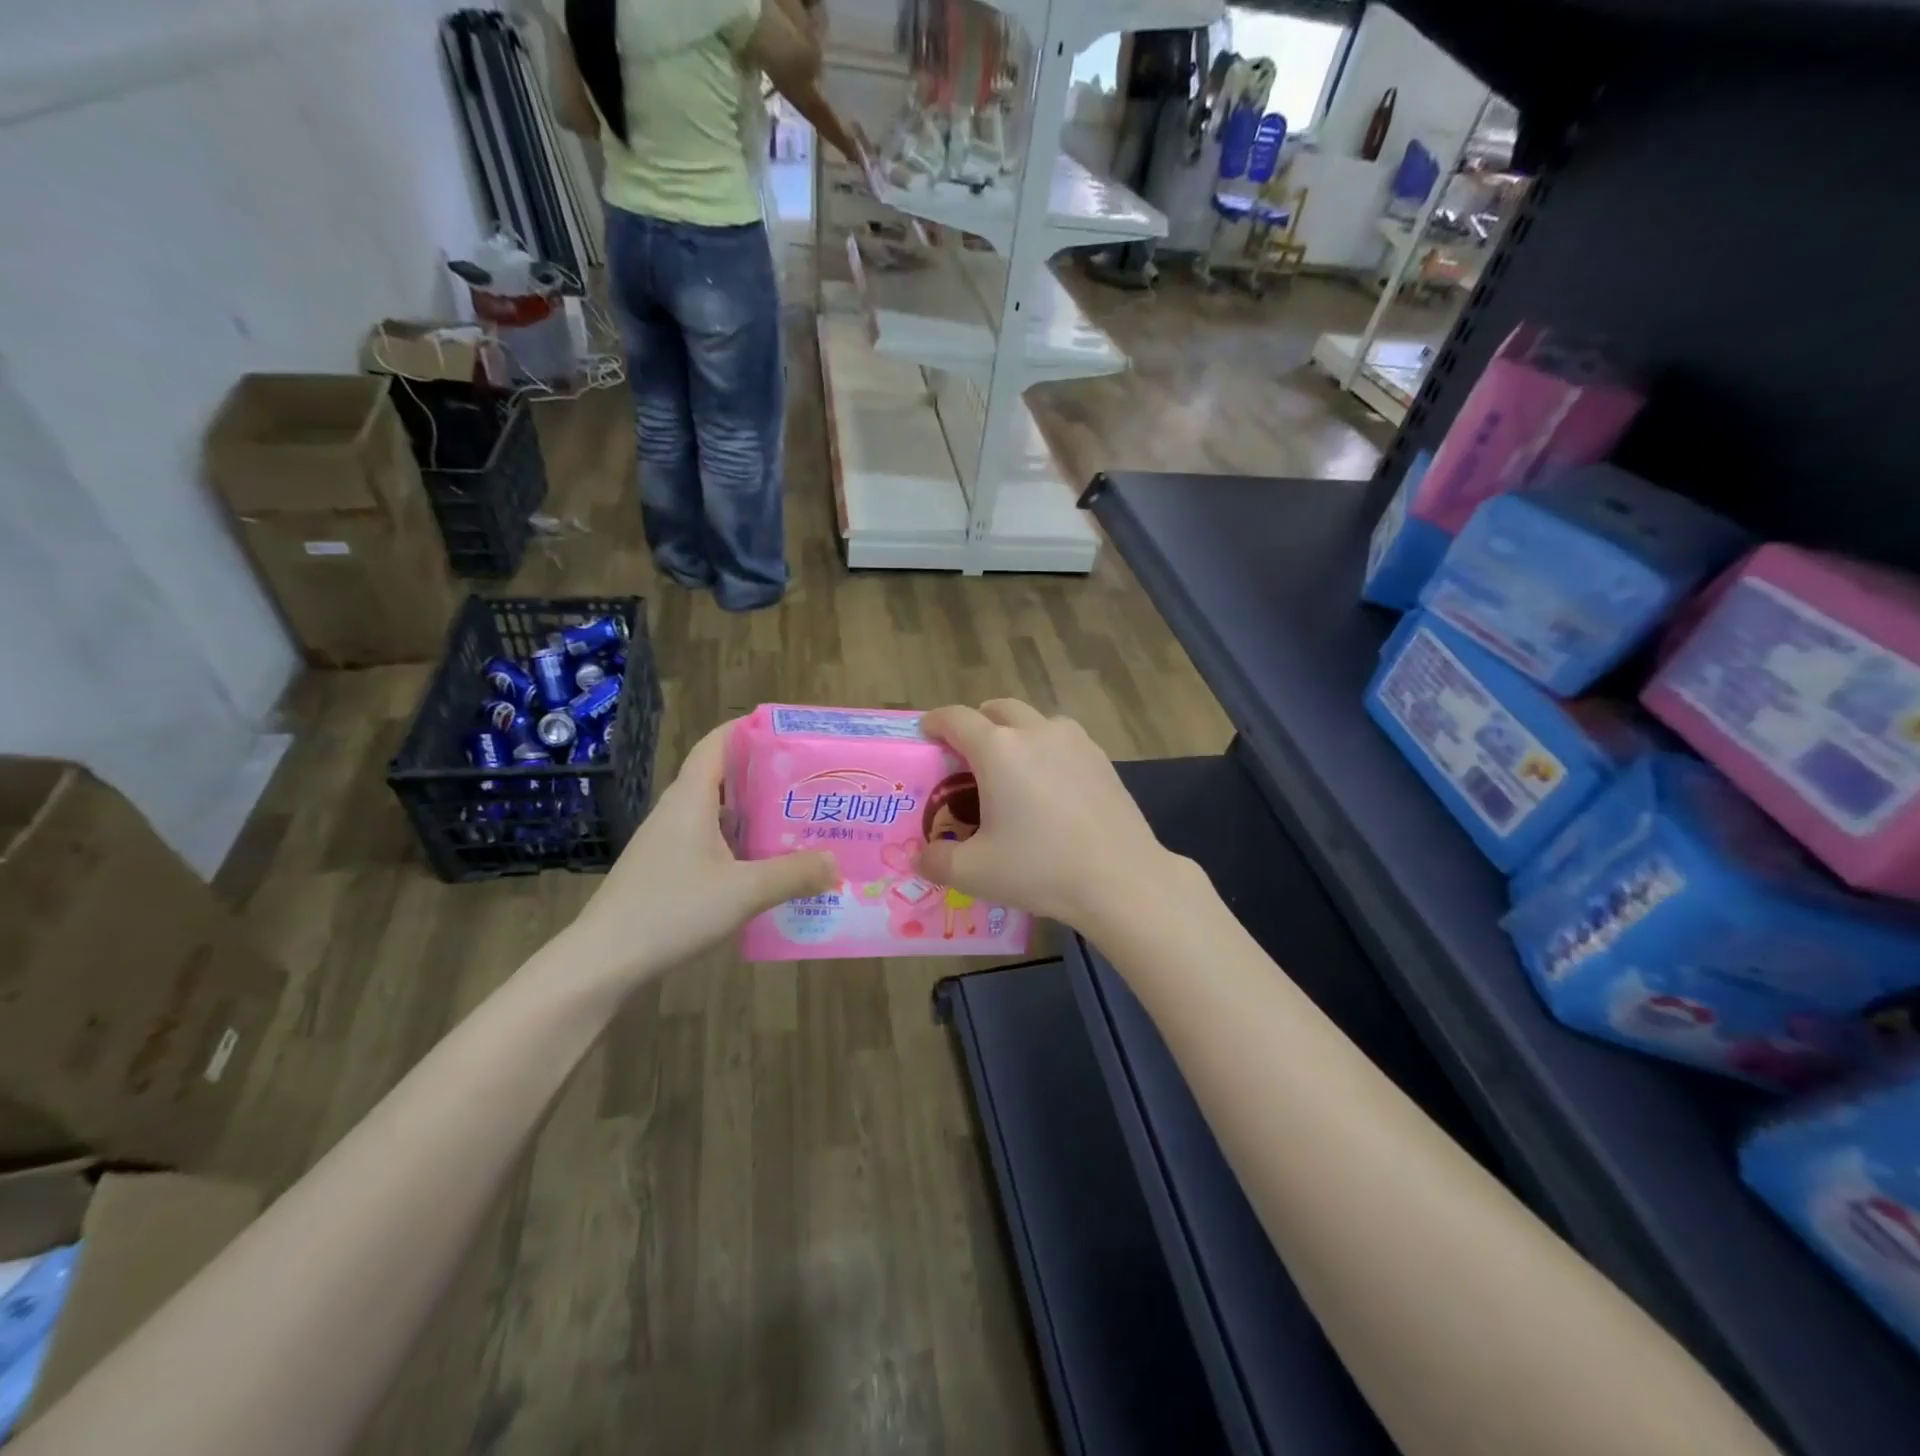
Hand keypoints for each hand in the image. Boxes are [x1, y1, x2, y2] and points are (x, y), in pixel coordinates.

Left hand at [570, 721, 835, 980]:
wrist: (603, 961)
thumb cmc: (671, 911)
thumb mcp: (744, 892)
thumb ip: (794, 874)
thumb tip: (835, 863)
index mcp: (691, 799)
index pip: (717, 743)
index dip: (749, 729)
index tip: (788, 732)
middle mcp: (678, 811)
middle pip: (723, 777)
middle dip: (765, 775)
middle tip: (809, 782)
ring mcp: (668, 842)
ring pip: (718, 813)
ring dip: (754, 813)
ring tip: (798, 820)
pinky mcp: (666, 869)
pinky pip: (711, 841)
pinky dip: (740, 843)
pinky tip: (766, 865)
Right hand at [916, 700, 1186, 933]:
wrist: (1121, 879)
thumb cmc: (1041, 869)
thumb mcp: (975, 872)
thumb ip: (936, 861)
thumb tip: (920, 857)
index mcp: (998, 749)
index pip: (955, 718)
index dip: (935, 722)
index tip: (926, 733)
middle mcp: (1035, 731)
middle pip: (997, 709)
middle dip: (977, 723)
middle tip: (967, 756)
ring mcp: (1074, 741)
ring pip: (1034, 720)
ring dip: (1015, 733)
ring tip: (1011, 770)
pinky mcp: (1101, 758)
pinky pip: (1063, 740)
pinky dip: (1046, 750)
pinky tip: (1050, 787)